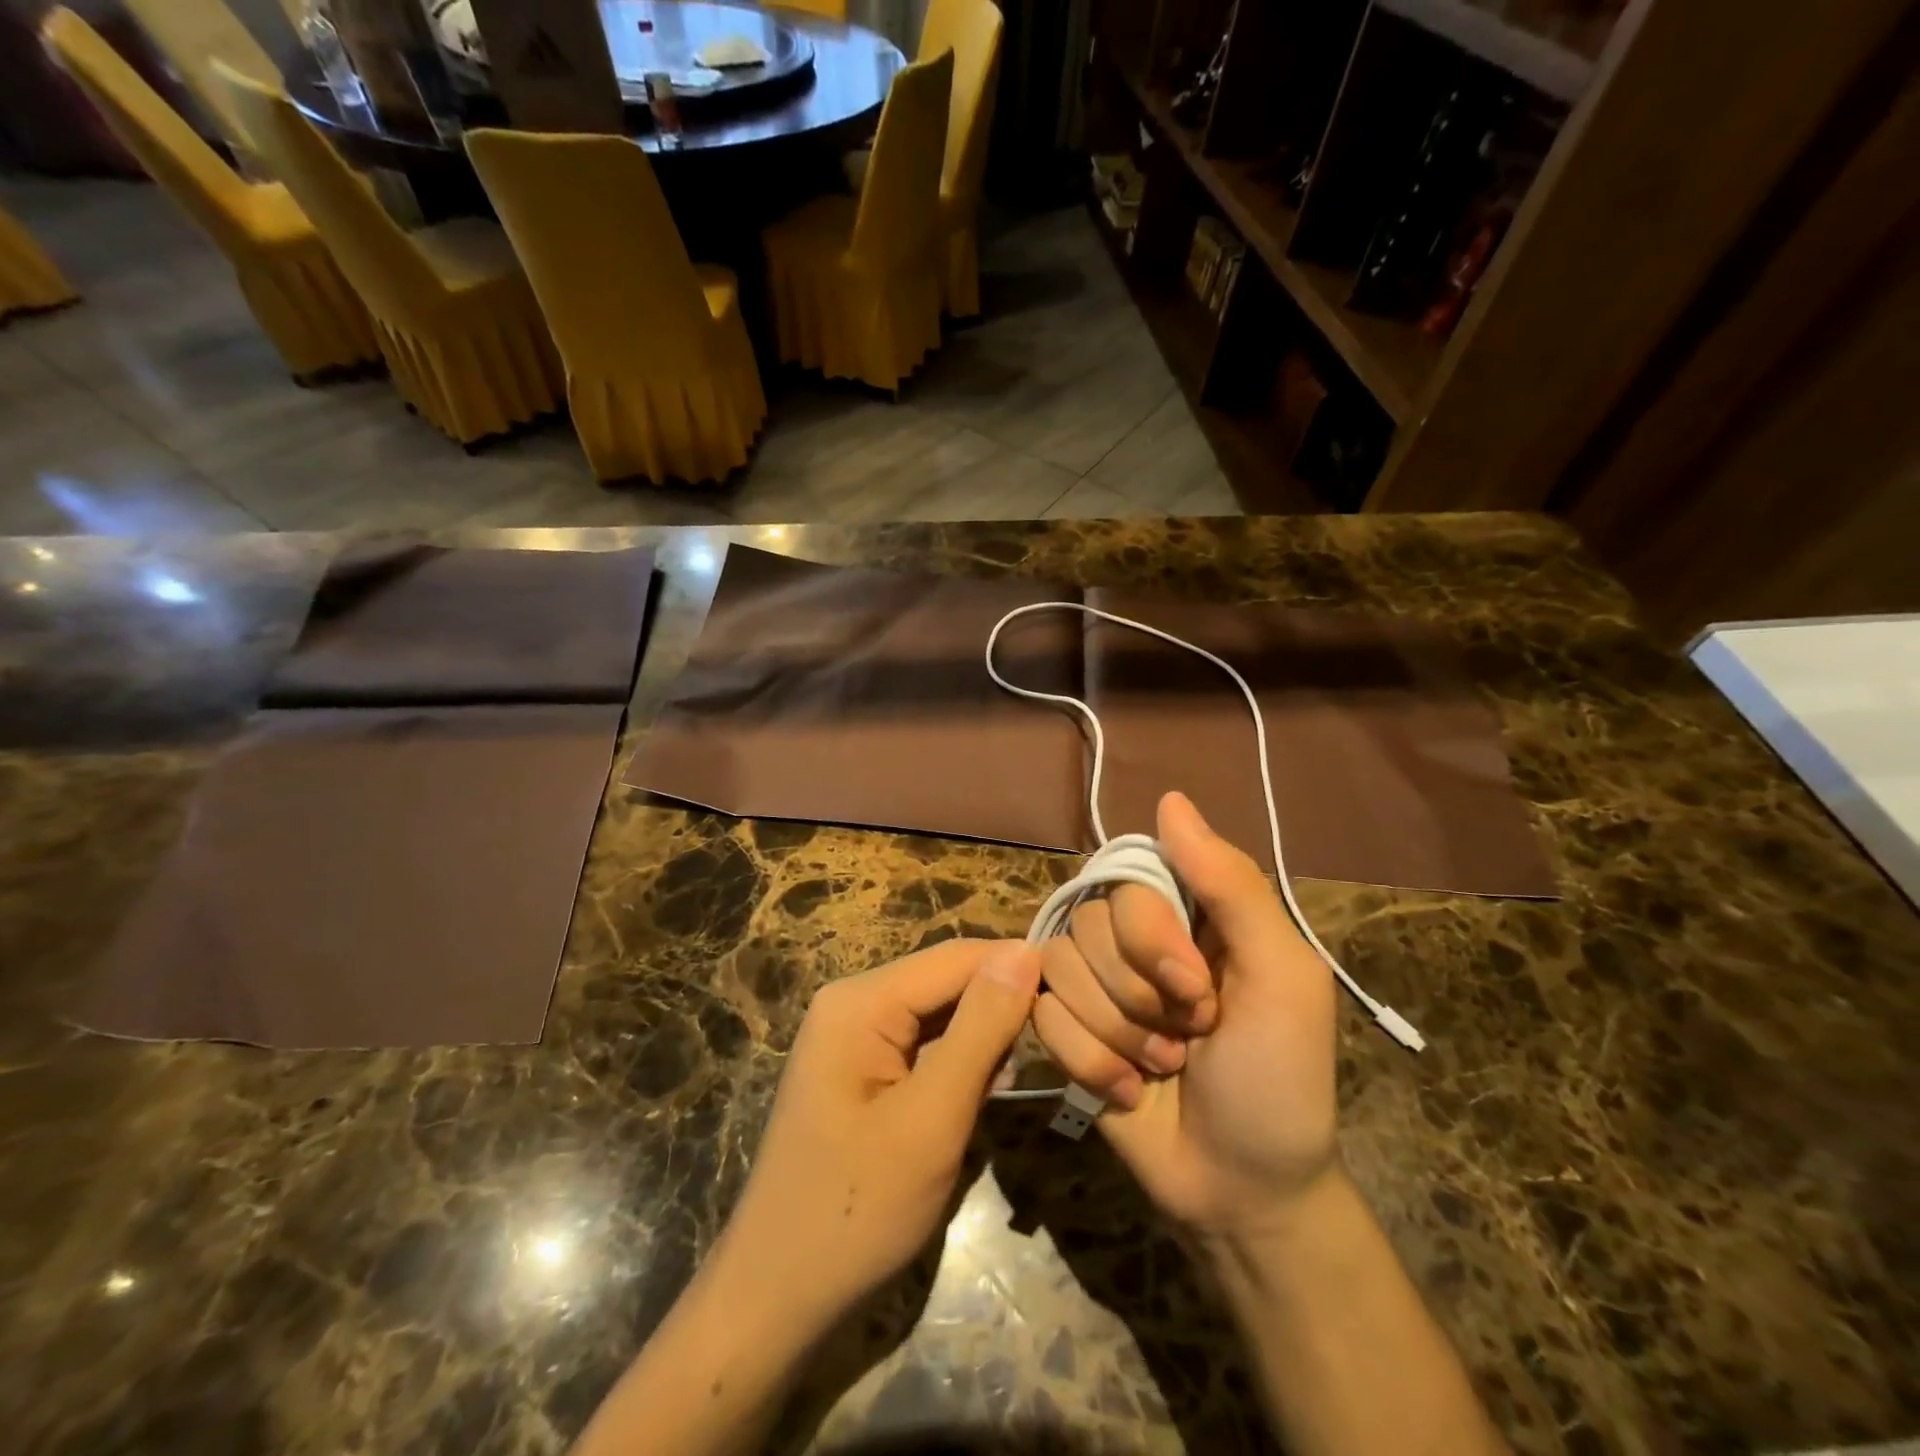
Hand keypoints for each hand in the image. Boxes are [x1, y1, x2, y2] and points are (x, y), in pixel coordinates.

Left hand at [720, 938, 1041, 1330]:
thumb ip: (981, 1029)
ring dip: (984, 1037)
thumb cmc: (857, 1209)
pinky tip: (985, 1091)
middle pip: (946, 982)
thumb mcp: (932, 1118)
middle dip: (1000, 1006)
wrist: (777, 1297)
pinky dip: (960, 1062)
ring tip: (1023, 1073)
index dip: (1017, 967)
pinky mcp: (862, 1068)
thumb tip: (1025, 953)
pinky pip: (923, 1044)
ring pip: (940, 1013)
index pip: (956, 957)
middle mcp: (854, 1002)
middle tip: (1059, 1044)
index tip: (1075, 997)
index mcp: (861, 1001)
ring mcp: (854, 1036)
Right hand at [1032, 792, 1338, 1235]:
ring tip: (1161, 1068)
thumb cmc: (1279, 1078)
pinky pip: (1042, 1015)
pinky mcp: (1063, 1029)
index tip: (1196, 991)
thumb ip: (1232, 885)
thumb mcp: (1282, 977)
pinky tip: (1127, 1092)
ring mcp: (1094, 984)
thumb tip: (1170, 799)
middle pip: (1089, 922)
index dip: (1151, 936)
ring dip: (1116, 1034)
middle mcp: (1133, 938)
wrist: (1240, 1189)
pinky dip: (1088, 1061)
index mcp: (1187, 913)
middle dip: (1139, 997)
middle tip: (1188, 1038)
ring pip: (1059, 967)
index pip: (1129, 878)